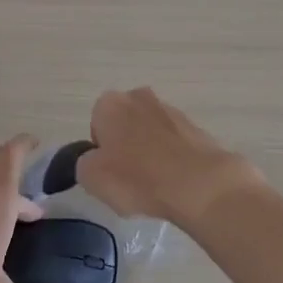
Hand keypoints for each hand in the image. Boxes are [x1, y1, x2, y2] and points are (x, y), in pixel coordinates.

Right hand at [76, 88, 263, 228]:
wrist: (199, 184)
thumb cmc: (137, 178)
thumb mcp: (91, 178)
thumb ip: (83, 163)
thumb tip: (94, 160)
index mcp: (110, 103)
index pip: (96, 124)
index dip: (100, 150)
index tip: (109, 172)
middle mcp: (139, 97)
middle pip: (124, 124)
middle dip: (125, 146)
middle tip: (129, 178)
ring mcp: (170, 110)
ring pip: (150, 132)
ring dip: (150, 152)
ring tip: (155, 184)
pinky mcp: (195, 127)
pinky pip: (174, 143)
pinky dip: (172, 158)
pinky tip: (174, 182)